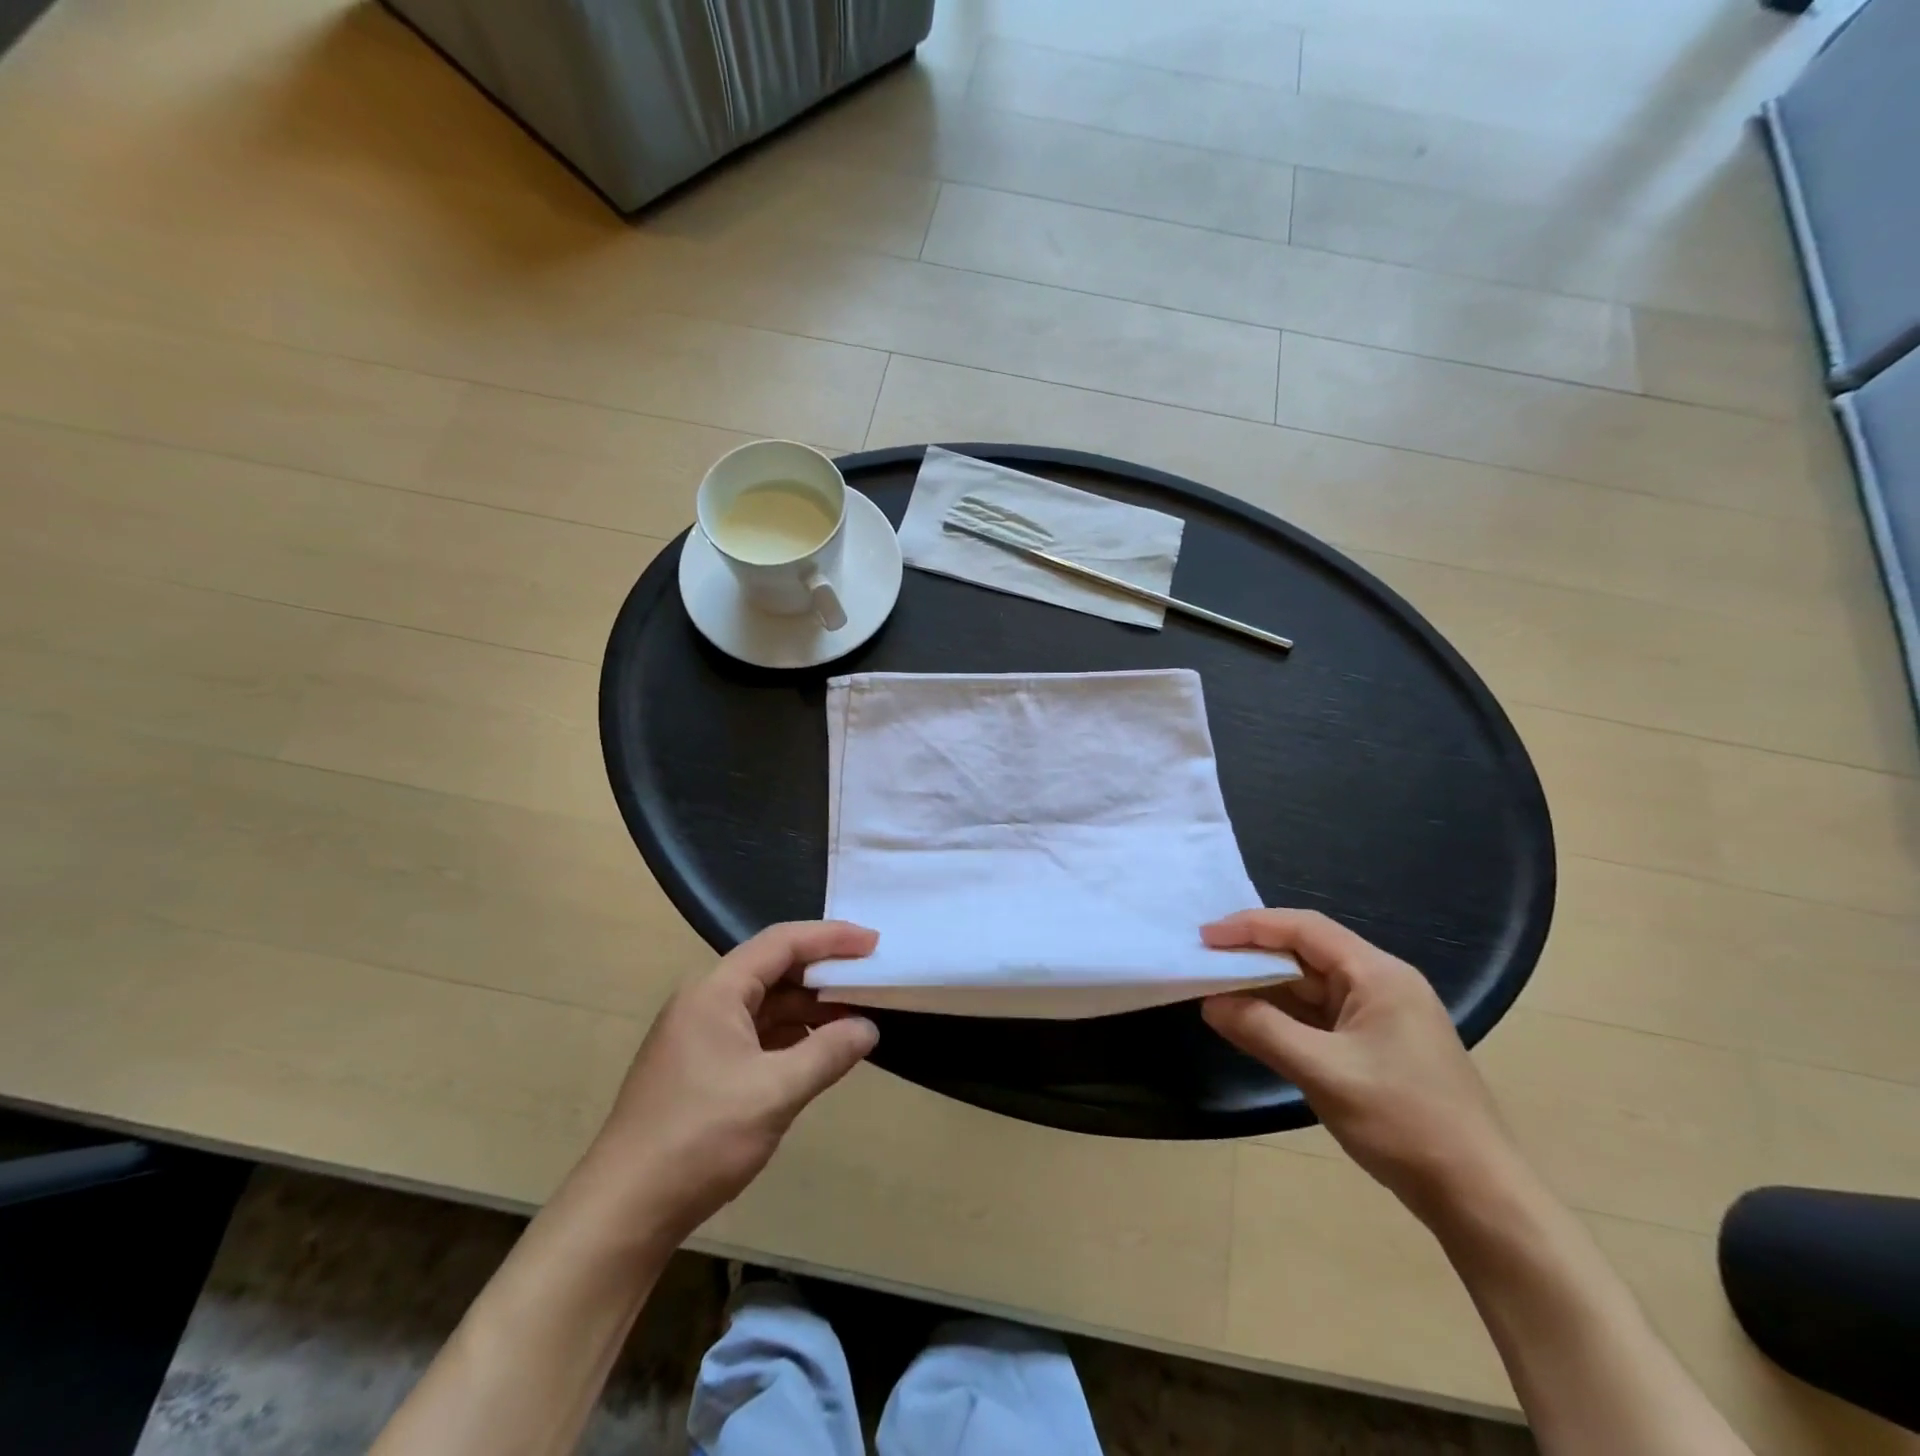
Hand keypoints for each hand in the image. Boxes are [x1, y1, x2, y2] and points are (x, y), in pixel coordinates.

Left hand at [581, 921, 879, 1240]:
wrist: (623, 1212)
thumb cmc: (699, 1138)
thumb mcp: (774, 1093)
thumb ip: (828, 1053)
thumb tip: (869, 1028)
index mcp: (715, 992)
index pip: (781, 944)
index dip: (831, 937)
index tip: (873, 943)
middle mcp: (704, 1002)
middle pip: (773, 969)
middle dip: (823, 972)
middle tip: (870, 977)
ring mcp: (699, 1036)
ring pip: (765, 1004)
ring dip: (808, 1008)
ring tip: (854, 1015)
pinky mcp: (699, 1067)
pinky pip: (754, 1034)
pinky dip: (790, 1036)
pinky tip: (818, 1051)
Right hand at [1201, 909, 1522, 1222]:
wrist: (1480, 1196)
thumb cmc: (1405, 1122)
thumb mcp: (1324, 1073)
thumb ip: (1262, 1030)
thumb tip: (1210, 1003)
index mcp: (1378, 975)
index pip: (1305, 929)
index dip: (1251, 926)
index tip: (1205, 937)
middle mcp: (1381, 983)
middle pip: (1307, 951)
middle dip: (1254, 953)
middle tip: (1205, 960)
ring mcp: (1381, 1015)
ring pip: (1312, 984)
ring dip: (1267, 984)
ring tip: (1218, 987)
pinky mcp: (1377, 1045)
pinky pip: (1321, 1014)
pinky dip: (1284, 1013)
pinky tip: (1254, 1021)